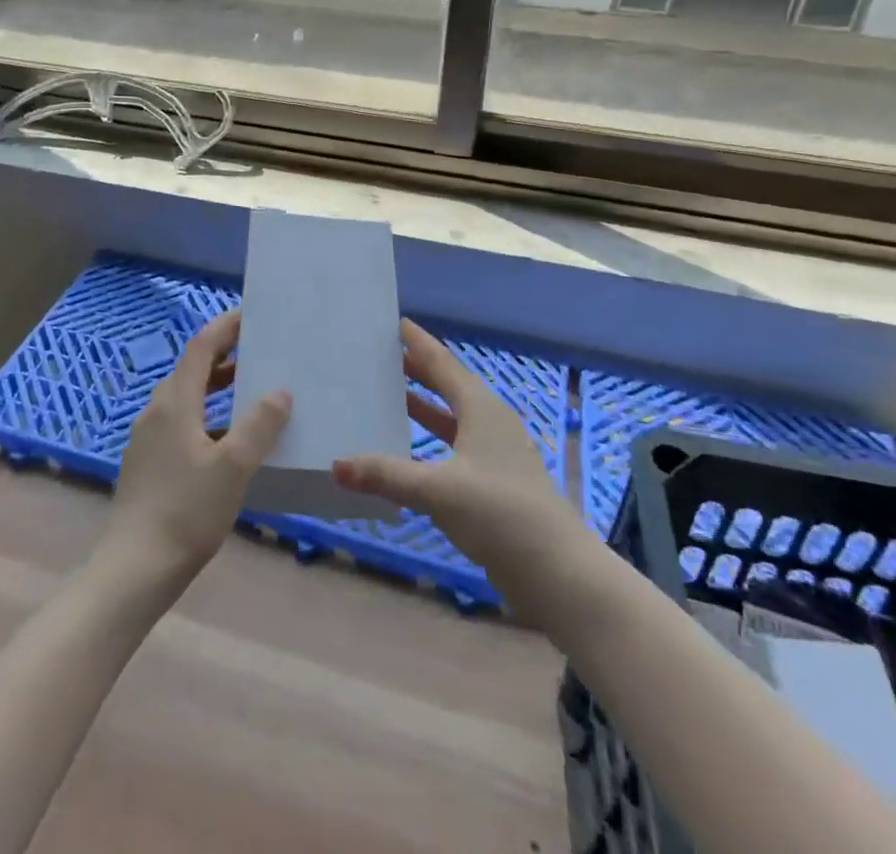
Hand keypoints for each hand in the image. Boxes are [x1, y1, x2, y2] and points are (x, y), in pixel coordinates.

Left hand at [106, 310, 291, 588]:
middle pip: (192, 369)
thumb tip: (279, 391)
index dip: (226, 327)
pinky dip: (206, 414)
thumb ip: (259, 425)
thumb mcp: (233, 467)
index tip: (252, 315)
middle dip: (224, 355)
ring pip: (186, 397)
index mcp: (175, 402)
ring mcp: (147, 437)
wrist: (135, 568)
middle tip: (259, 351)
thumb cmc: (187, 511)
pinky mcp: (147, 462)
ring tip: (249, 389)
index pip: (201, 347)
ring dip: (216, 386)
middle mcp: (156, 410)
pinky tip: (227, 439)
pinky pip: (180, 421)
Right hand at [333, 319, 587, 617]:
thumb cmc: (500, 514)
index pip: (443, 364)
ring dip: (423, 403)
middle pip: (448, 385)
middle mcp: (489, 422)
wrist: (558, 572)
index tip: (395, 322)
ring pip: (452, 415)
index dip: (419, 343)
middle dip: (417, 368)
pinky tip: (409, 447)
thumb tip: (336, 464)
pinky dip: (430, 437)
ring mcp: (494, 452)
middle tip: (382, 353)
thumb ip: (386, 476)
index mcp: (481, 409)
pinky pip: (454, 443)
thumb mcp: (438, 490)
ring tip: (389, 391)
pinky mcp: (494, 480)